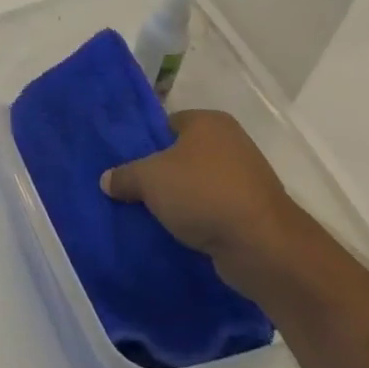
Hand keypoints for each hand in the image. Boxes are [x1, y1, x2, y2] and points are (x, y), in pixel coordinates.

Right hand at [100, 110, 304, 285]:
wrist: (262, 245)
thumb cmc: (202, 194)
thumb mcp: (149, 179)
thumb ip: (124, 175)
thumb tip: (106, 180)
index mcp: (208, 122)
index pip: (167, 124)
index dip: (146, 143)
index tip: (127, 165)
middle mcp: (231, 142)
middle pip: (183, 155)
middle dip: (161, 173)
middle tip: (134, 191)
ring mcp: (246, 178)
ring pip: (198, 184)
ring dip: (180, 199)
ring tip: (152, 214)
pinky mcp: (253, 211)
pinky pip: (214, 209)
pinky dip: (199, 219)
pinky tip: (178, 233)